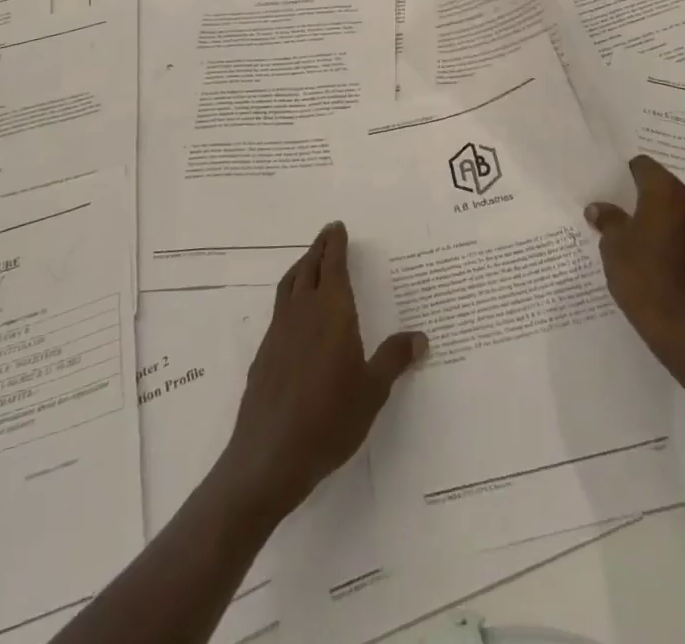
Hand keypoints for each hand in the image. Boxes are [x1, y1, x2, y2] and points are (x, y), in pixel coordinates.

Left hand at [220, 222, 426, 519]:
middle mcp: (303, 312)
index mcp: (332, 312)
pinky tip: (296, 314)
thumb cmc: (329, 419)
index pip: (332, 265)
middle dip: (319, 248)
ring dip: (301, 267)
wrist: (269, 457)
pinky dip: (290, 295)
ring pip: (289, 285)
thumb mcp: (372, 391)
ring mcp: (279, 332)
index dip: (335, 244)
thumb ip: (393, 359)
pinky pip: (280, 309)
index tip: (338, 227)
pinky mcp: (264, 353)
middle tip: (328, 234)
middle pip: (308, 268)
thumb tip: (420, 337)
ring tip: (310, 262)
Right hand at [587, 155, 684, 362]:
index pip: (644, 166)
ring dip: (664, 219)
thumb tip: (599, 209)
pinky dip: (678, 240)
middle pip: (665, 187)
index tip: (613, 189)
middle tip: (624, 215)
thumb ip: (608, 220)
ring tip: (642, 241)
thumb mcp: (614, 246)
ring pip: (681, 212)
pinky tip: (662, 262)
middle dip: (646, 198)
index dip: (626, 175)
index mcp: (668, 192)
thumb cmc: (644, 278)